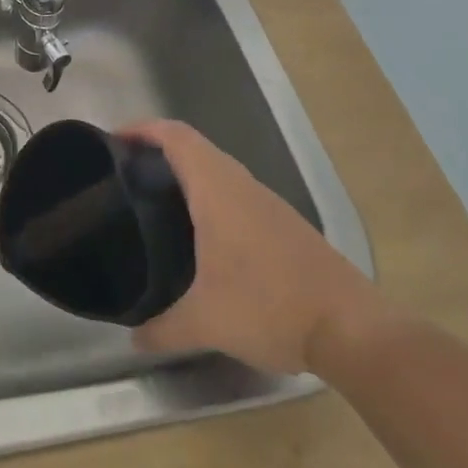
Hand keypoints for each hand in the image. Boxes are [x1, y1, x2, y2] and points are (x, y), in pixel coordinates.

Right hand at [120, 119, 384, 374]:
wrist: (354, 330)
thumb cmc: (270, 308)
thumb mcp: (207, 323)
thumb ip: (164, 329)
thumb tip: (134, 339)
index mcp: (218, 190)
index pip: (176, 136)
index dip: (143, 128)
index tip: (113, 139)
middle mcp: (242, 185)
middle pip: (194, 147)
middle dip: (157, 150)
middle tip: (125, 173)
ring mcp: (267, 204)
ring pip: (217, 170)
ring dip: (185, 173)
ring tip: (153, 199)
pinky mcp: (284, 224)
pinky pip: (235, 192)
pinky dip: (209, 195)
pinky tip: (200, 233)